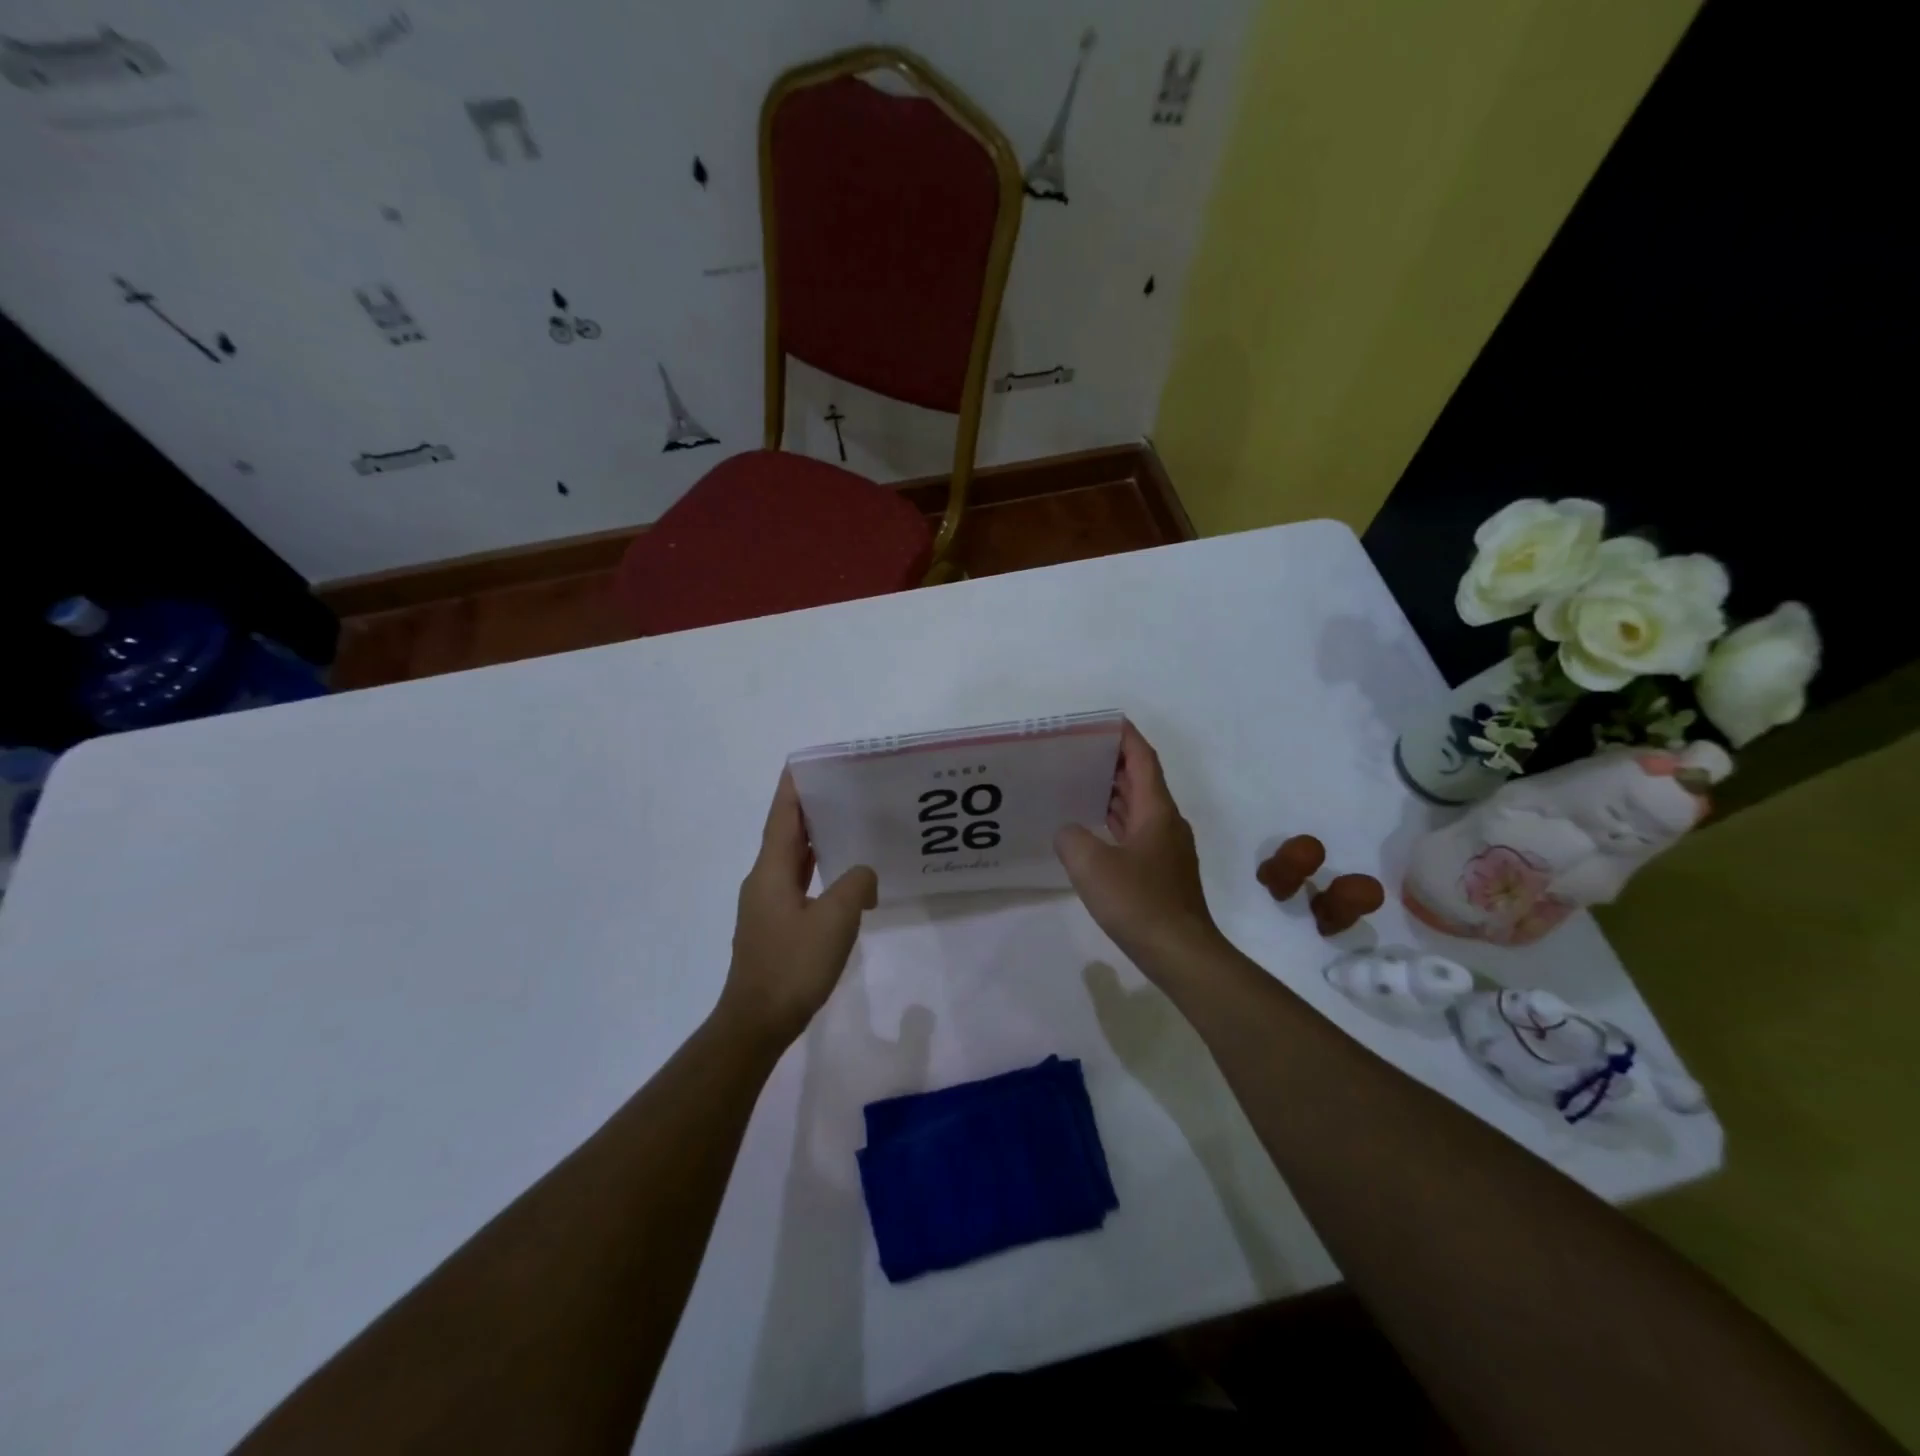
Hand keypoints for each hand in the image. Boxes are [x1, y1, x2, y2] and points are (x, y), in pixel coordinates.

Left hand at [717, 771, 876, 1050]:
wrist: (757, 1022)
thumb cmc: (793, 966)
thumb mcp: (835, 920)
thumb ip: (855, 884)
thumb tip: (862, 874)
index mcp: (770, 872)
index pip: (782, 817)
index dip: (793, 788)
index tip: (807, 762)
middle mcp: (763, 881)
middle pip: (786, 834)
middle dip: (809, 809)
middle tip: (842, 788)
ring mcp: (765, 905)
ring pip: (791, 861)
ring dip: (814, 840)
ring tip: (846, 823)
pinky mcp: (773, 926)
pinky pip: (797, 884)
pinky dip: (816, 870)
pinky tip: (840, 877)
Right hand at [1055, 722, 1223, 974]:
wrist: (1181, 953)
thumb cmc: (1139, 902)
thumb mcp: (1091, 865)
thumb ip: (1071, 837)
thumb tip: (1069, 831)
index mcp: (1156, 810)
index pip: (1142, 758)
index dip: (1124, 736)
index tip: (1102, 721)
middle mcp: (1166, 822)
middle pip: (1141, 780)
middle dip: (1112, 762)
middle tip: (1076, 753)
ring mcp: (1167, 848)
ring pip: (1139, 807)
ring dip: (1113, 793)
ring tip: (1077, 784)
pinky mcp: (1162, 871)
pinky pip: (1136, 832)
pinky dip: (1115, 821)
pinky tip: (1092, 832)